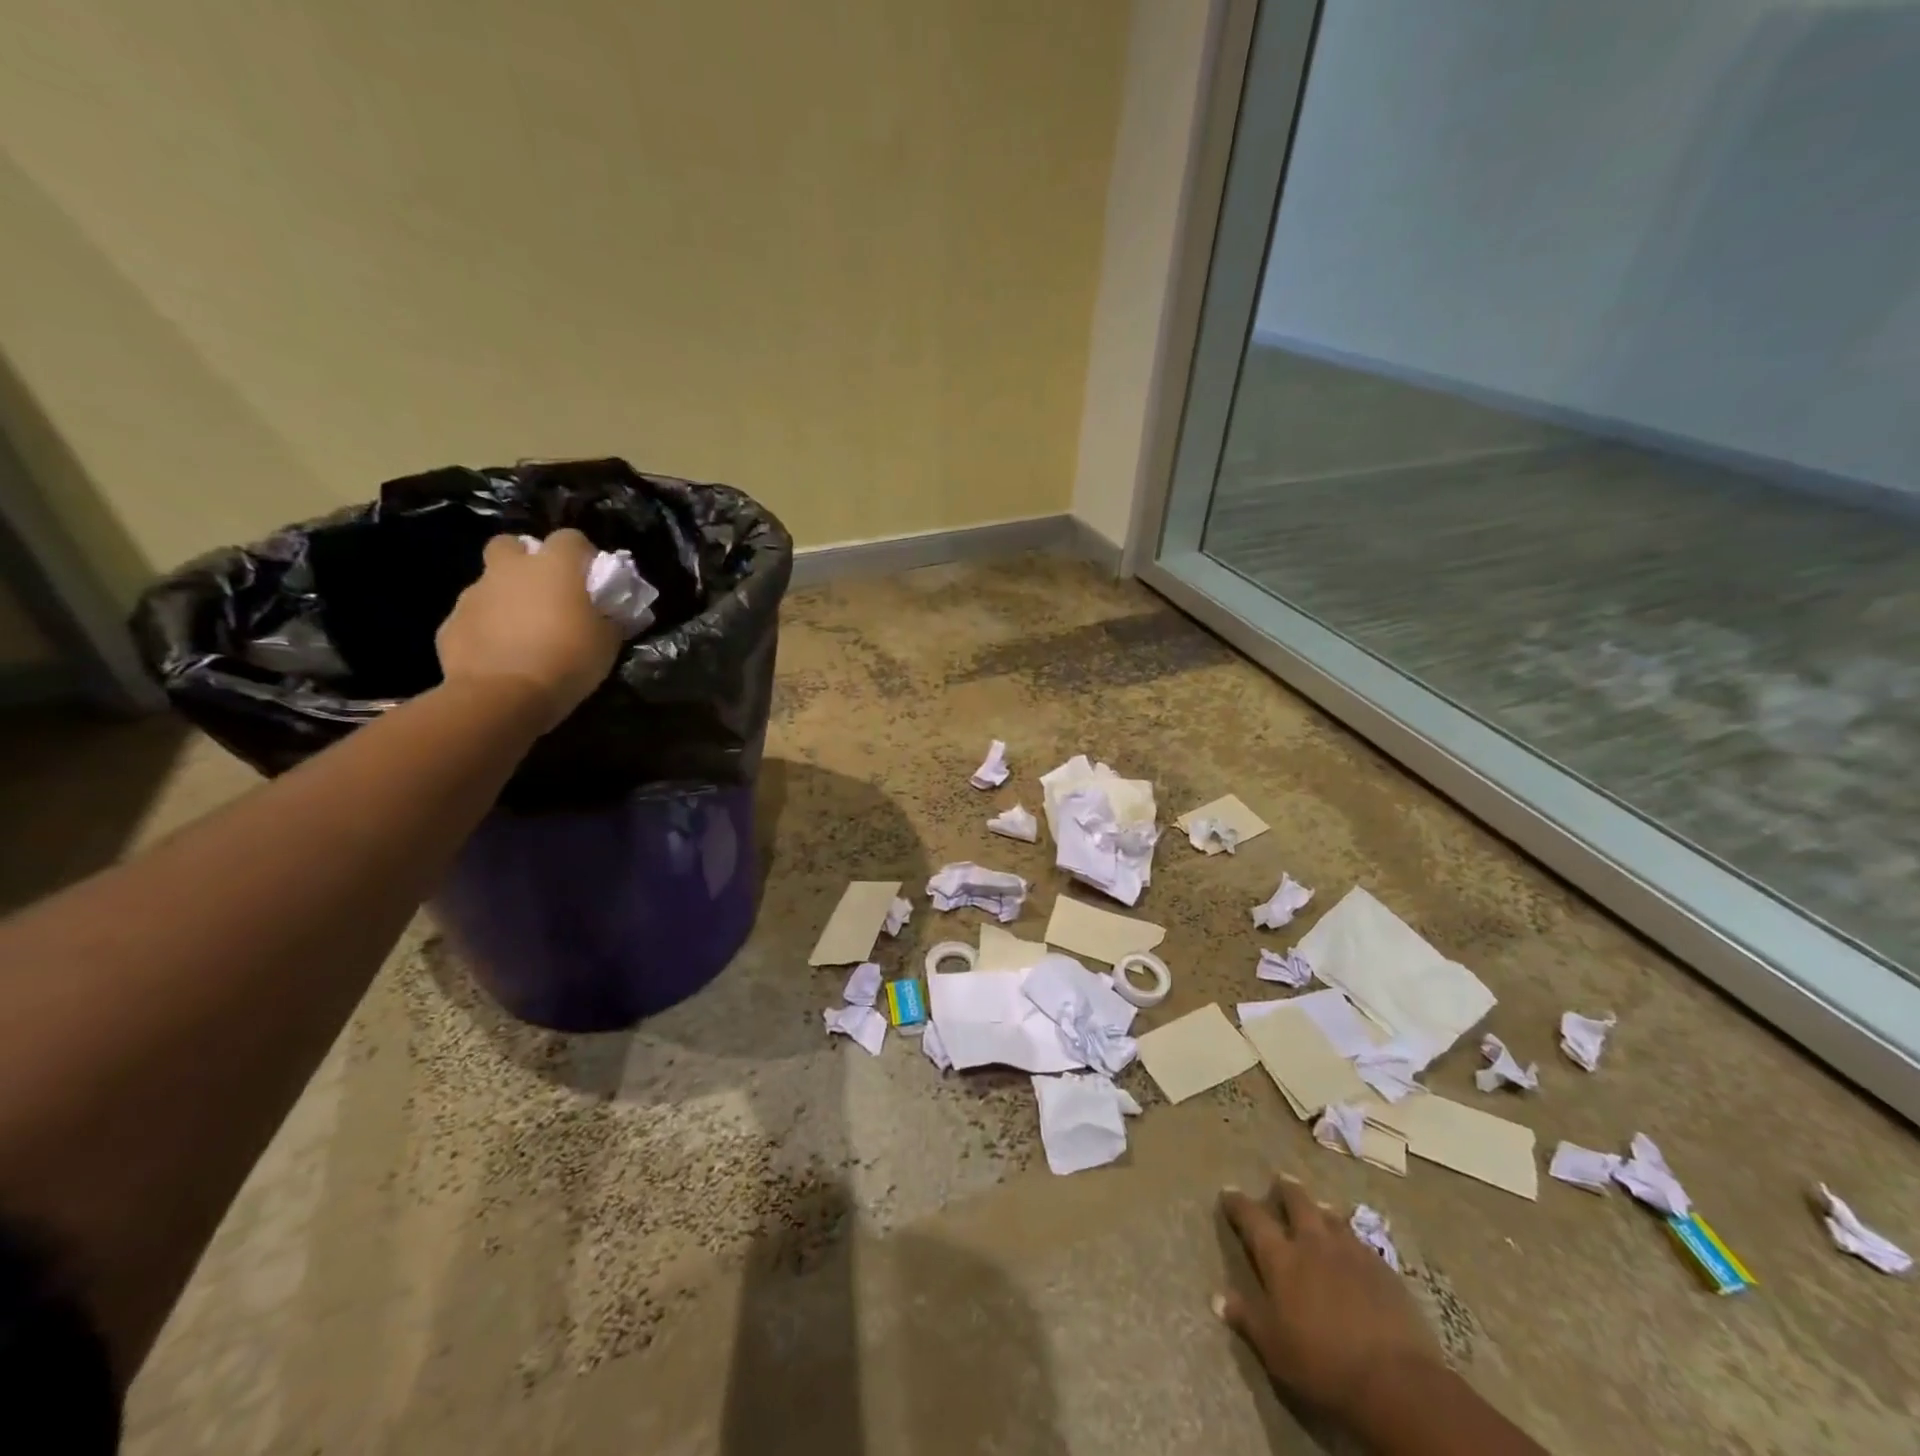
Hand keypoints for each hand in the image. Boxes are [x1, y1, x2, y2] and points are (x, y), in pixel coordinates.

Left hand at [436, 530, 621, 729]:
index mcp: (554, 567)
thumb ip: (609, 619)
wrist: (504, 696)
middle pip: (511, 544)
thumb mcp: (607, 642)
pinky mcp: (451, 624)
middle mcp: (510, 570)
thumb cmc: (567, 660)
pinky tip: (501, 656)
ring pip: (490, 583)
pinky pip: (474, 618)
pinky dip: (487, 630)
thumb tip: (610, 614)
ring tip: (524, 634)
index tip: (591, 578)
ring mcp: (475, 595)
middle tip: (545, 592)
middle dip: (525, 561)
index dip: (581, 554)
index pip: (570, 538)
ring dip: (506, 599)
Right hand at [1216, 1177, 1439, 1419]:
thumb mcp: (1274, 1348)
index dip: (1238, 1203)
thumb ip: (1247, 1318)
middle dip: (1285, 1190)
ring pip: (1331, 1217)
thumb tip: (1217, 1298)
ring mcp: (1351, 1253)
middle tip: (1280, 1180)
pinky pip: (1361, 1242)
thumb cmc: (1323, 1364)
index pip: (1252, 1219)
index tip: (1228, 1191)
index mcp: (1281, 1258)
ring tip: (1318, 1207)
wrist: (1395, 1381)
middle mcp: (1313, 1244)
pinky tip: (1353, 1247)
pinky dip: (1350, 1237)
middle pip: (1297, 1203)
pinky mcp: (1383, 1270)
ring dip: (1320, 1210)